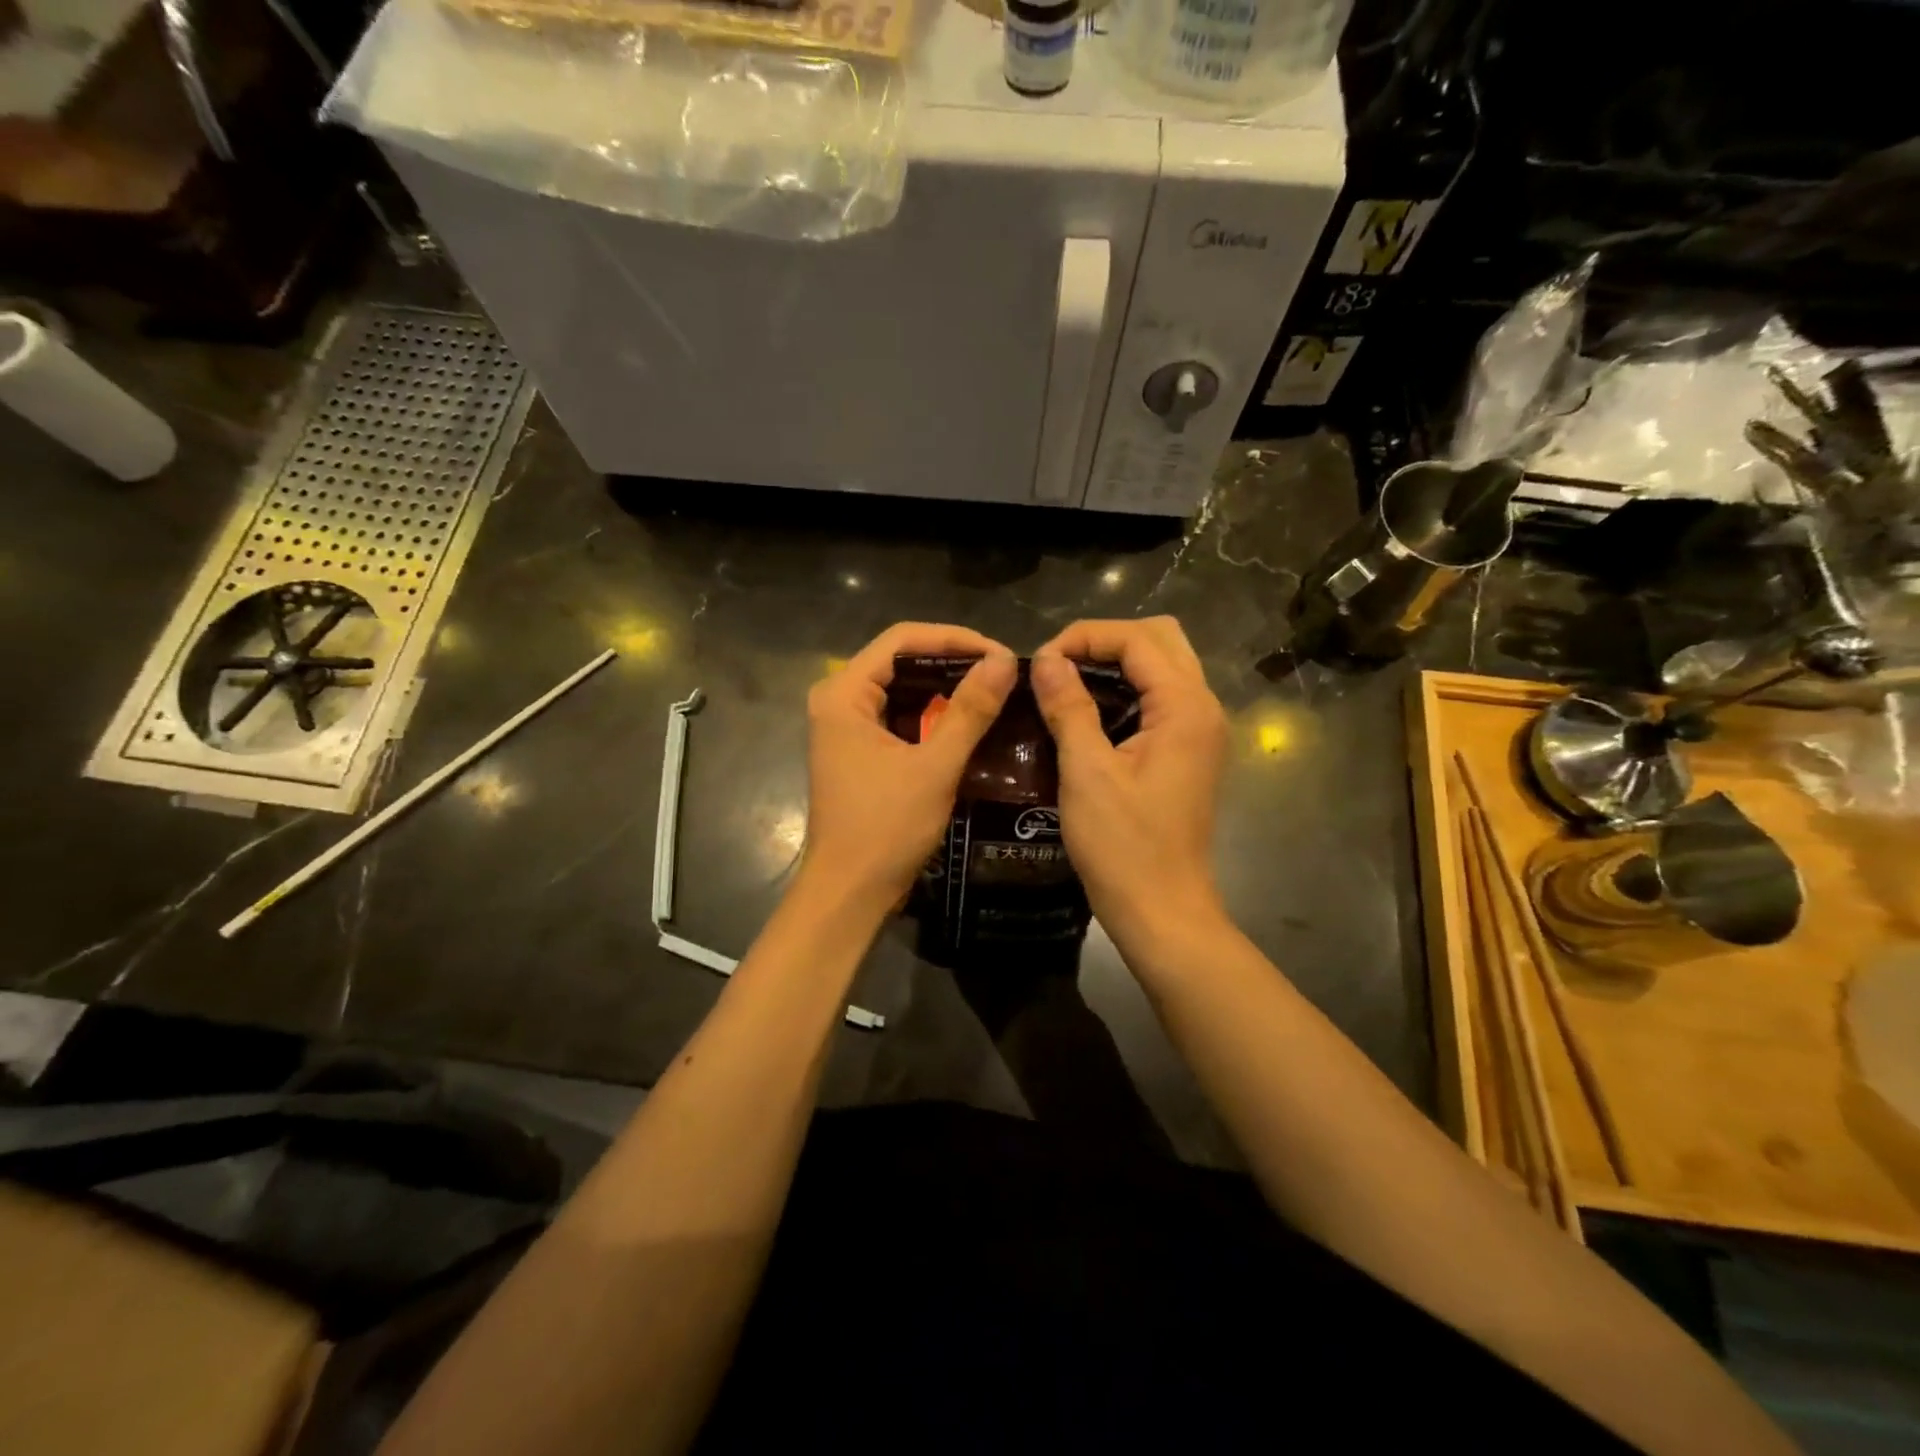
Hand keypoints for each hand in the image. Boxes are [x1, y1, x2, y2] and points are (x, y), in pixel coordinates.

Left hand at [802, 623, 1017, 912]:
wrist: (850, 894)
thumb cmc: (885, 829)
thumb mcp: (934, 767)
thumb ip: (969, 711)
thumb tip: (1004, 661)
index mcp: (843, 694)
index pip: (901, 639)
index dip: (954, 638)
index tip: (1000, 654)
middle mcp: (839, 701)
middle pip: (900, 661)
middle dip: (952, 662)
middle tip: (1003, 673)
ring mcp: (847, 728)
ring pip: (903, 690)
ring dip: (946, 690)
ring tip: (994, 692)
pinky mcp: (860, 751)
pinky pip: (901, 718)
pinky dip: (934, 717)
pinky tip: (970, 722)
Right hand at [1030, 617, 1227, 948]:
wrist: (1161, 909)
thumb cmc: (1123, 846)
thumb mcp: (1086, 772)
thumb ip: (1069, 707)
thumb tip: (1047, 659)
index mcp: (1185, 707)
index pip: (1138, 639)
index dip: (1085, 637)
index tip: (1041, 662)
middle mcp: (1203, 708)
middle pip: (1161, 639)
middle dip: (1106, 640)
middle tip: (1059, 665)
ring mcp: (1201, 730)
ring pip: (1164, 666)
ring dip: (1118, 662)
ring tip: (1069, 682)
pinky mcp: (1190, 751)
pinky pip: (1162, 697)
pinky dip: (1128, 688)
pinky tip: (1091, 711)